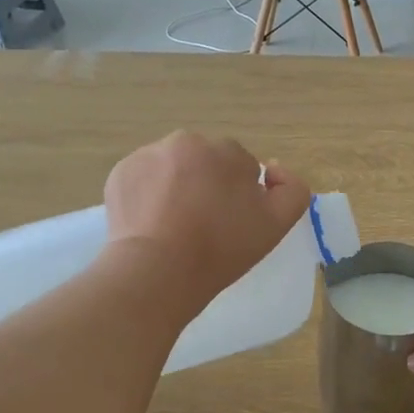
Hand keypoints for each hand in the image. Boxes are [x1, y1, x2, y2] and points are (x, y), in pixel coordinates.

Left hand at [105, 131, 310, 306]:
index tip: (233, 224)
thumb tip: (273, 170)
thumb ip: (293, 189)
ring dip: (178, 187)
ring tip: (175, 226)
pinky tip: (152, 224)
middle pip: (206, 163)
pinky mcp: (120, 172)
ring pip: (173, 168)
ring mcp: (148, 154)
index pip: (243, 167)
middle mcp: (186, 141)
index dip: (241, 196)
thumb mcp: (277, 224)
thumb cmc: (221, 248)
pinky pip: (144, 179)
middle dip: (208, 185)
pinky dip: (149, 195)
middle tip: (204, 226)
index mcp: (227, 150)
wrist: (158, 271)